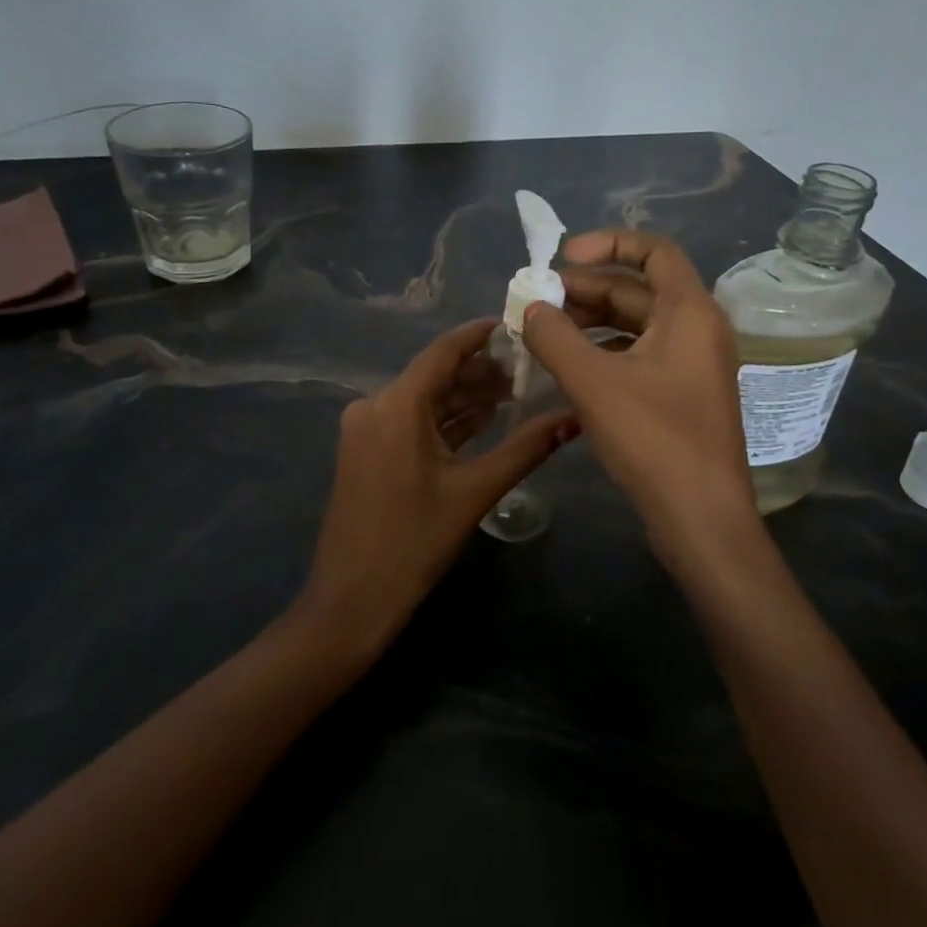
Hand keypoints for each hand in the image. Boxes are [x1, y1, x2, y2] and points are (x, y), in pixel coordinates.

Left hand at [298, 317, 577, 655]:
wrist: (351, 602)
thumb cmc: (413, 543)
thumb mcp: (475, 492)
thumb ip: (526, 448)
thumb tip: (575, 417)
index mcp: (396, 405)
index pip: (444, 351)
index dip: (480, 334)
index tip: (517, 324)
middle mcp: (375, 406)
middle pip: (435, 375)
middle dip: (481, 370)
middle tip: (529, 365)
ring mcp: (367, 430)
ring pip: (425, 400)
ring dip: (466, 397)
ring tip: (516, 390)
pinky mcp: (367, 452)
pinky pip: (412, 423)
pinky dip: (446, 421)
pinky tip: (484, 419)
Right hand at [521, 231, 756, 545]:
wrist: (701, 519)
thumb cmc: (654, 440)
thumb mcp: (593, 382)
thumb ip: (555, 336)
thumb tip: (531, 307)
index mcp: (689, 312)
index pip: (653, 250)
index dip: (608, 243)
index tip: (563, 257)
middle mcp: (697, 330)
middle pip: (638, 289)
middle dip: (585, 290)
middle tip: (538, 303)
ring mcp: (692, 365)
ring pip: (635, 326)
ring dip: (590, 323)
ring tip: (544, 334)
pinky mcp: (681, 396)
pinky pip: (639, 356)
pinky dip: (603, 353)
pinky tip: (569, 368)